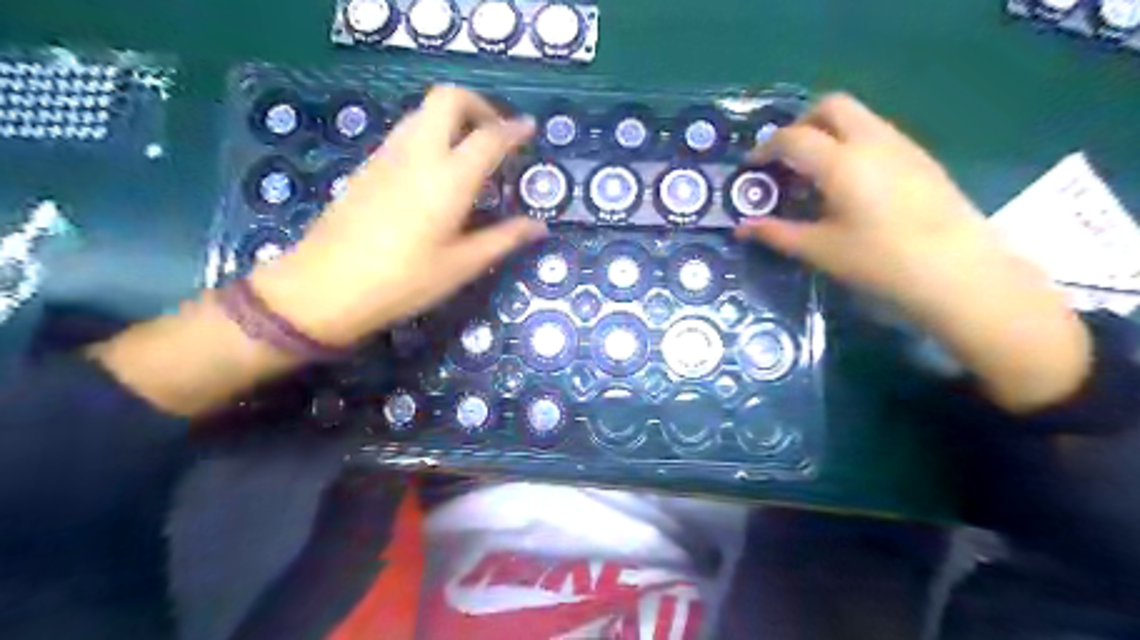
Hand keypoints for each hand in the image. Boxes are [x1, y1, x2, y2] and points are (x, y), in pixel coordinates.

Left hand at [252, 86, 546, 345]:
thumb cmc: (403, 281)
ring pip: (424, 111)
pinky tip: (437, 172)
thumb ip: (503, 239)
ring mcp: (387, 154)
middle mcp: (418, 152)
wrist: (324, 287)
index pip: (489, 137)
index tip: (530, 129)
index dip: (514, 130)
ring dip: (453, 119)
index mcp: (448, 178)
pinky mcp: (368, 165)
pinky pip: (406, 131)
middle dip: (479, 106)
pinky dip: (431, 134)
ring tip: (470, 154)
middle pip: (449, 98)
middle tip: (496, 135)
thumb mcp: (461, 265)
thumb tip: (539, 227)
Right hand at [736, 93, 994, 312]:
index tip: (752, 168)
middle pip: (831, 106)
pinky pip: (878, 133)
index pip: (793, 138)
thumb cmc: (879, 261)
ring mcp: (902, 145)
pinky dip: (853, 143)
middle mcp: (872, 141)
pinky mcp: (921, 158)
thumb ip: (777, 233)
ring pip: (858, 116)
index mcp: (841, 162)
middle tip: (787, 158)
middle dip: (801, 124)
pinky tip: (850, 183)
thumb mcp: (820, 249)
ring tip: (815, 173)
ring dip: (829, 132)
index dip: (765, 149)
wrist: (957, 272)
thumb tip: (742, 228)